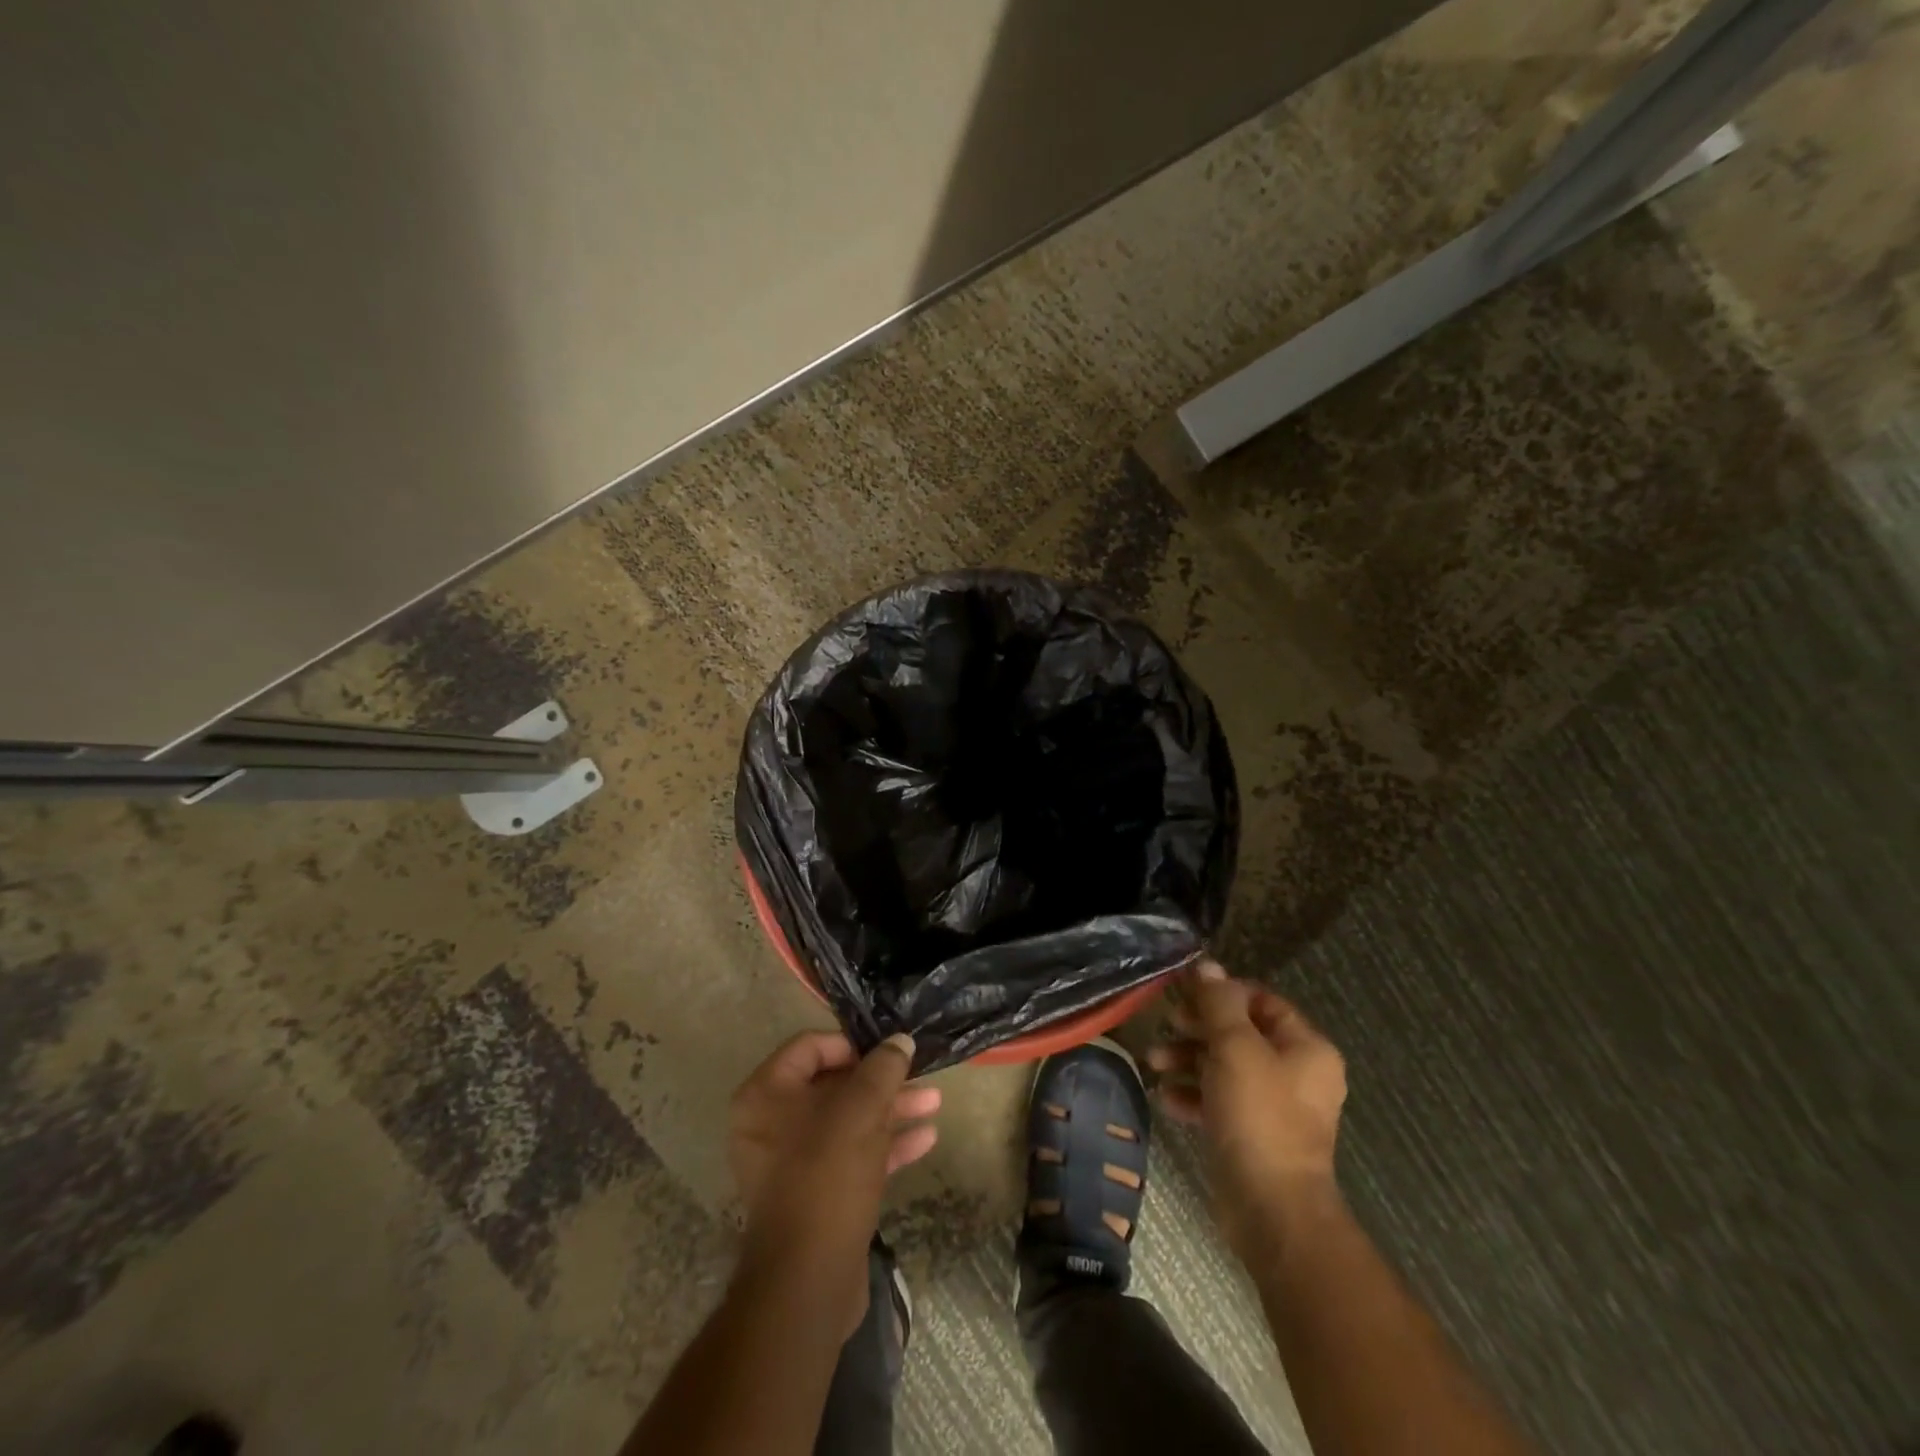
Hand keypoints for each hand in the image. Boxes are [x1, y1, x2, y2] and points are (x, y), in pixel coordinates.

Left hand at [726, 1030, 941, 1335]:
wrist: (808, 1281)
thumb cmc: (827, 1175)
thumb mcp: (861, 1110)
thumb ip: (883, 1068)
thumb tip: (900, 1040)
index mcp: (766, 1094)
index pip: (810, 1047)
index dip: (852, 1044)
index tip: (888, 1051)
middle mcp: (771, 1123)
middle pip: (834, 1085)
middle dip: (882, 1081)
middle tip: (920, 1075)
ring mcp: (793, 1162)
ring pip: (848, 1121)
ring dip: (891, 1111)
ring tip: (934, 1103)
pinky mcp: (815, 1194)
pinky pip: (850, 1156)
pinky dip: (885, 1145)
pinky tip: (925, 1139)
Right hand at [1147, 960, 1346, 1257]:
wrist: (1272, 1210)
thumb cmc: (1259, 1116)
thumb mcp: (1234, 1048)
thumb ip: (1218, 1002)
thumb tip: (1205, 965)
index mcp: (1306, 1047)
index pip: (1260, 1000)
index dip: (1221, 992)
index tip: (1183, 993)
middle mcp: (1297, 1073)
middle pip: (1239, 1033)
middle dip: (1197, 1028)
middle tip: (1165, 1026)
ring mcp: (1276, 1107)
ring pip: (1225, 1067)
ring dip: (1188, 1060)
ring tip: (1153, 1064)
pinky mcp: (1254, 1135)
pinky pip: (1220, 1101)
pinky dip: (1193, 1095)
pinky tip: (1165, 1099)